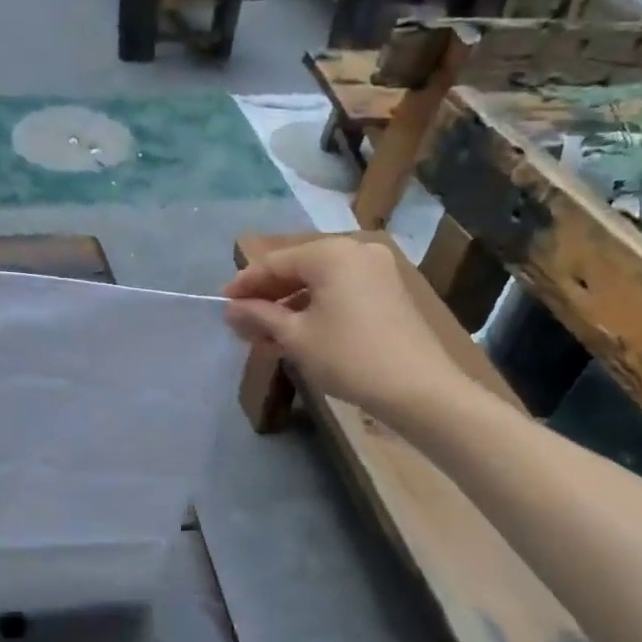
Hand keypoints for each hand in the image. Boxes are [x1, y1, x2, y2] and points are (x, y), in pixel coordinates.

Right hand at [223, 238, 462, 413]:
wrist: (419, 390)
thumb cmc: (349, 357)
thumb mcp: (296, 337)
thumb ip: (260, 315)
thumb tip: (230, 309)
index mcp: (331, 254)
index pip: (275, 262)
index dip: (245, 284)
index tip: (222, 304)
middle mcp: (356, 252)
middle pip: (298, 269)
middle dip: (267, 297)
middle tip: (241, 323)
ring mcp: (377, 271)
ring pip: (319, 283)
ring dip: (290, 306)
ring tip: (264, 335)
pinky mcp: (389, 293)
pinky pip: (341, 292)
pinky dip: (316, 309)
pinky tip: (297, 333)